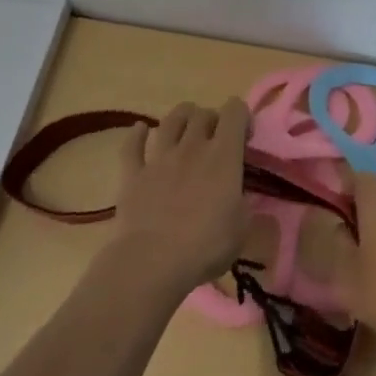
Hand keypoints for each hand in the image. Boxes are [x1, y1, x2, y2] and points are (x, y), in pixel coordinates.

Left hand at [112, 99, 252, 297]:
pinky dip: (137, 134)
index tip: (244, 137)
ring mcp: (159, 158)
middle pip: (202, 114)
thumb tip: (240, 196)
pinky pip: (132, 145)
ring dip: (181, 118)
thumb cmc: (206, 246)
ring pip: (170, 121)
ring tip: (186, 128)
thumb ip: (243, 203)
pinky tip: (141, 130)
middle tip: (216, 139)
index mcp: (224, 156)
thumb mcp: (242, 227)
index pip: (235, 112)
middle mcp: (191, 147)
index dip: (242, 116)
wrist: (153, 262)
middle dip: (213, 119)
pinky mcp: (132, 173)